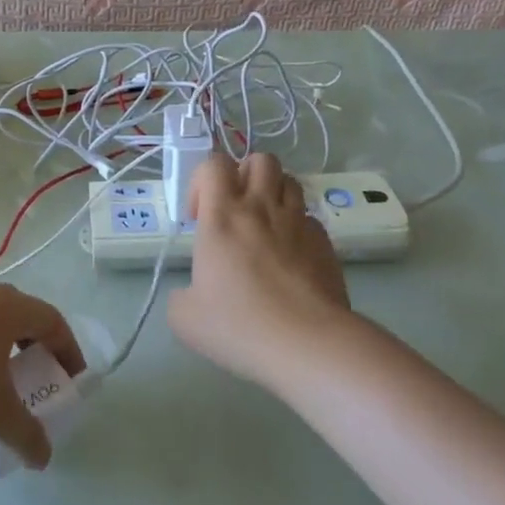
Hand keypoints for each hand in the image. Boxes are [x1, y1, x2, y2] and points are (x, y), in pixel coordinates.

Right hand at [168, 154, 353, 390]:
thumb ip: (180, 296)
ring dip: (274, 194)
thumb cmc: (240, 325)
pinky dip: (297, 227)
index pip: (214, 164)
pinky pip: (309, 219)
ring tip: (264, 226)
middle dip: (245, 174)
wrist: (308, 344)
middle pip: (260, 160)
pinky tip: (291, 257)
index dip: (201, 180)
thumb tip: (189, 294)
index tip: (198, 218)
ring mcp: (298, 222)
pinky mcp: (325, 242)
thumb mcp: (185, 319)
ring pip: (290, 181)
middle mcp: (261, 208)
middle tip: (235, 209)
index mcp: (222, 216)